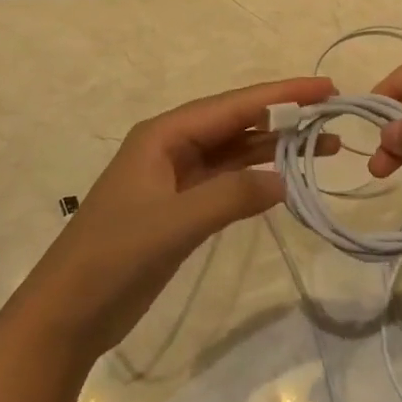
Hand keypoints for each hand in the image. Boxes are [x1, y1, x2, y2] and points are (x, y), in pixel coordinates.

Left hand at [21, 76, 334, 360]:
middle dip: (284, 117)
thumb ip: (231, 196)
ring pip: (235, 152)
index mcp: (163, 135)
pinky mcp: (180, 208)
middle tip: (334, 115)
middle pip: (236, 122)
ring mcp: (176, 178)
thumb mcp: (174, 223)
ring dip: (276, 149)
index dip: (281, 94)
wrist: (68, 313)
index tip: (326, 88)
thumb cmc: (114, 257)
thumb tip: (285, 178)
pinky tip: (286, 181)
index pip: (233, 105)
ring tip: (326, 147)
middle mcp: (171, 147)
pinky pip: (227, 181)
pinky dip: (256, 179)